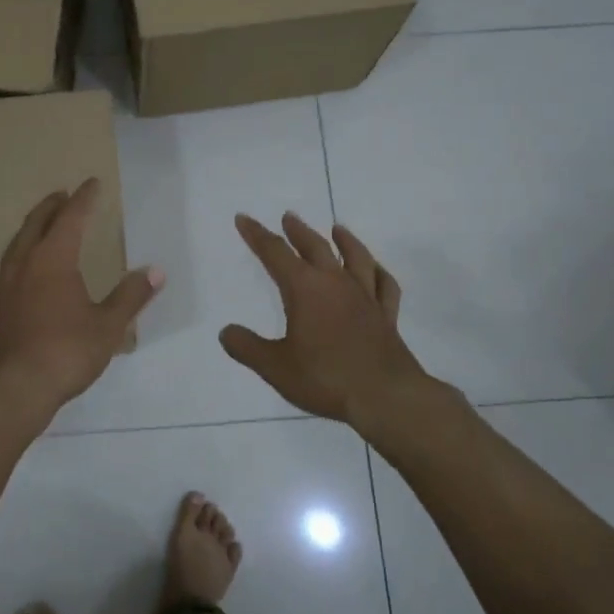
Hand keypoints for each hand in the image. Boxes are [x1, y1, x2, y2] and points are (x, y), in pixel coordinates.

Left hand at [0, 179, 163, 414]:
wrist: (12, 390)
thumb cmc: (66, 353)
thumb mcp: (108, 326)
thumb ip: (130, 296)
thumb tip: (155, 271)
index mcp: (55, 260)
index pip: (71, 219)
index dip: (83, 200)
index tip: (92, 184)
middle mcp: (24, 265)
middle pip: (37, 225)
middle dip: (51, 208)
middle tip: (62, 196)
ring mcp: (2, 288)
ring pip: (13, 248)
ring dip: (27, 231)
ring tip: (35, 225)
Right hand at [220, 213, 435, 423]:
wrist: (385, 397)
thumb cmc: (325, 378)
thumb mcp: (275, 367)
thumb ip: (247, 347)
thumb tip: (226, 332)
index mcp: (305, 289)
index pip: (275, 253)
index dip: (257, 235)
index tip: (244, 219)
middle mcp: (336, 284)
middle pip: (315, 247)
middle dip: (298, 231)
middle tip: (289, 217)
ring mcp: (365, 297)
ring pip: (355, 258)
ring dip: (345, 240)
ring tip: (338, 228)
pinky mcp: (386, 316)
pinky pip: (385, 285)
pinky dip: (379, 272)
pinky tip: (376, 269)